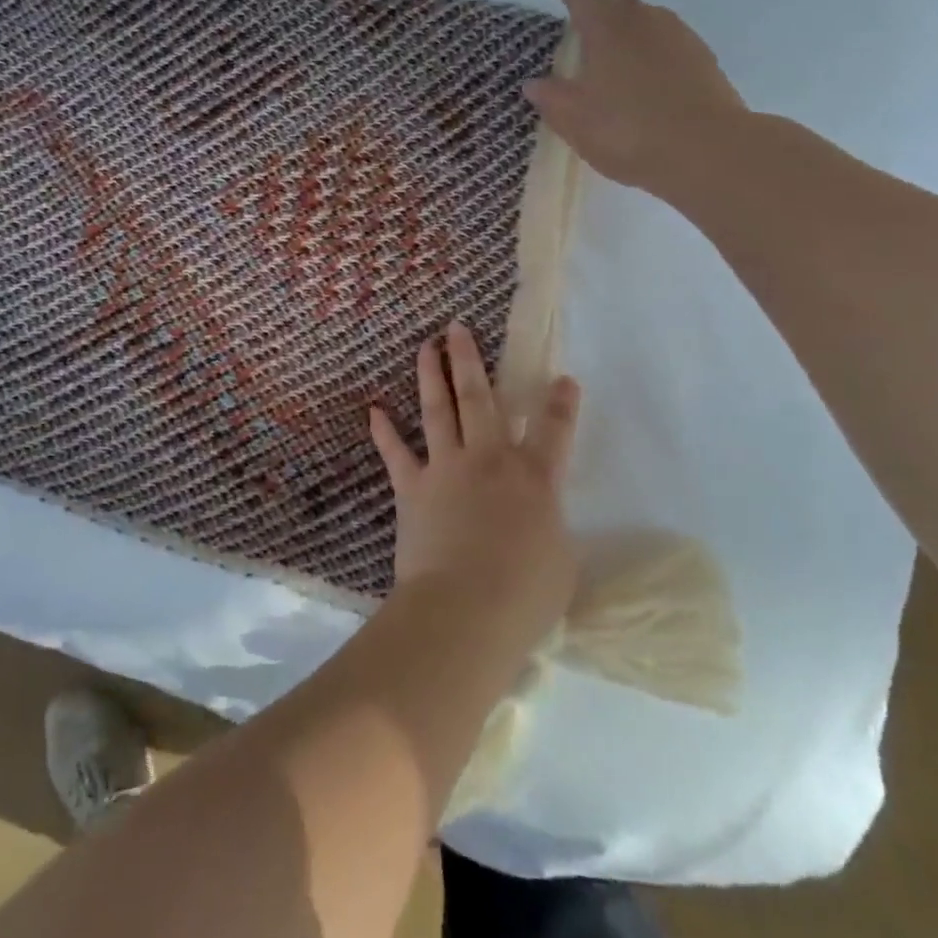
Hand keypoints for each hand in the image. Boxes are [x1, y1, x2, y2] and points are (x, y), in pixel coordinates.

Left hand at [369, 322, 580, 649]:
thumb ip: (550, 528)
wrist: (464, 609)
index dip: (561, 403)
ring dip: (432, 375)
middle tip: (458, 328)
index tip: (563, 379)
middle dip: (471, 360)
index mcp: (534, 477)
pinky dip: (384, 431)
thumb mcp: (560, 561)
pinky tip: (374, 410)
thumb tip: (540, 521)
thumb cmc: (524, 594)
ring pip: (438, 409)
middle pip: (481, 398)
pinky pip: (395, 453)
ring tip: (426, 346)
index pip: (554, 430)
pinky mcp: (412, 488)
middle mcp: (490, 460)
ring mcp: (447, 468)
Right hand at [524, 0, 751, 202]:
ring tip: (612, 68)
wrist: (707, 151)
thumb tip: (535, 83)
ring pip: (645, 26)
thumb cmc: (627, 130)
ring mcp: (680, 36)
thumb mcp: (574, 120)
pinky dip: (650, 59)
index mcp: (607, 24)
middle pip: (616, 4)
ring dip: (626, 39)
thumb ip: (550, 97)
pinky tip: (644, 88)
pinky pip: (667, 48)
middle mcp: (645, 18)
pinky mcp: (703, 60)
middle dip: (596, 16)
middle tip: (580, 41)